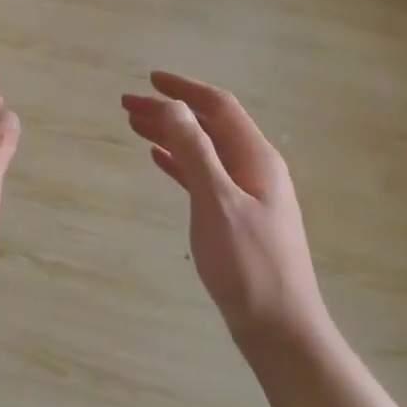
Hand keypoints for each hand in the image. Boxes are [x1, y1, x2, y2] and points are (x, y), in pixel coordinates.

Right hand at [122, 72, 332, 358]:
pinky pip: (204, 176)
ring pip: (204, 150)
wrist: (278, 326)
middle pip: (209, 126)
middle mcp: (255, 168)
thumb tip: (172, 106)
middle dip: (171, 112)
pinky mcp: (237, 217)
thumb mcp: (217, 201)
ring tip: (135, 127)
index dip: (184, 90)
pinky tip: (159, 161)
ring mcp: (248, 194)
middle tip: (128, 106)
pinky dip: (180, 163)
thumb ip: (195, 151)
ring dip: (172, 135)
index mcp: (256, 158)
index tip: (150, 80)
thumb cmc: (248, 264)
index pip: (218, 107)